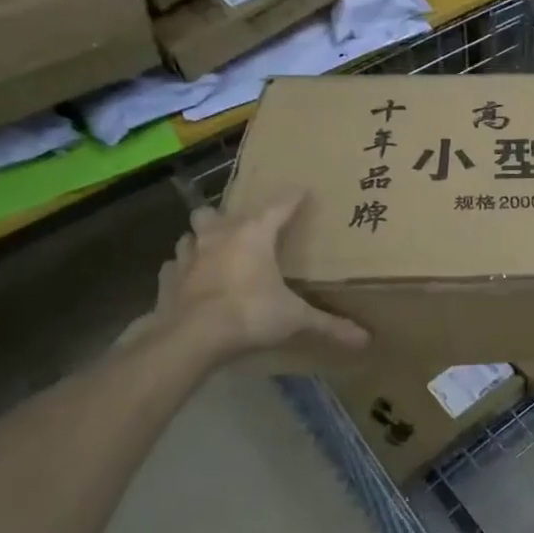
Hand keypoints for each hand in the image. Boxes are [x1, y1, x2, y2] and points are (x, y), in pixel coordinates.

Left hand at [120, 191, 368, 373]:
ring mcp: (188, 257)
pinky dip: (182, 270)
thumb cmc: (249, 315)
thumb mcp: (295, 319)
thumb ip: (329, 326)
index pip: (279, 207)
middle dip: (228, 216)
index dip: (293, 199)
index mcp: (254, 235)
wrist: (190, 338)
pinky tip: (190, 280)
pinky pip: (173, 267)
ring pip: (191, 234)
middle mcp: (219, 237)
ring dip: (202, 239)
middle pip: (218, 212)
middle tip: (243, 228)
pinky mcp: (166, 280)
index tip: (302, 192)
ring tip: (214, 251)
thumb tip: (367, 340)